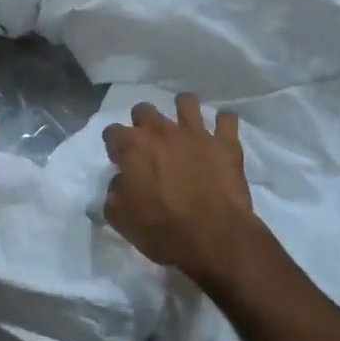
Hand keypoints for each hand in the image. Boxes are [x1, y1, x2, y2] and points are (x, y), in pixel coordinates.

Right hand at [103, 94, 258, 286]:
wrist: (214, 238)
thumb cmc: (163, 230)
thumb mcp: (122, 219)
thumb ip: (114, 194)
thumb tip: (120, 183)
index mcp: (133, 147)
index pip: (112, 132)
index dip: (114, 146)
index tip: (120, 160)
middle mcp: (161, 131)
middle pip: (144, 110)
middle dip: (142, 123)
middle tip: (149, 145)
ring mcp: (196, 133)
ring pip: (186, 102)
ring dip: (182, 111)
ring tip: (184, 127)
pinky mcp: (225, 143)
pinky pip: (227, 119)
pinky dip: (223, 123)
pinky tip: (220, 133)